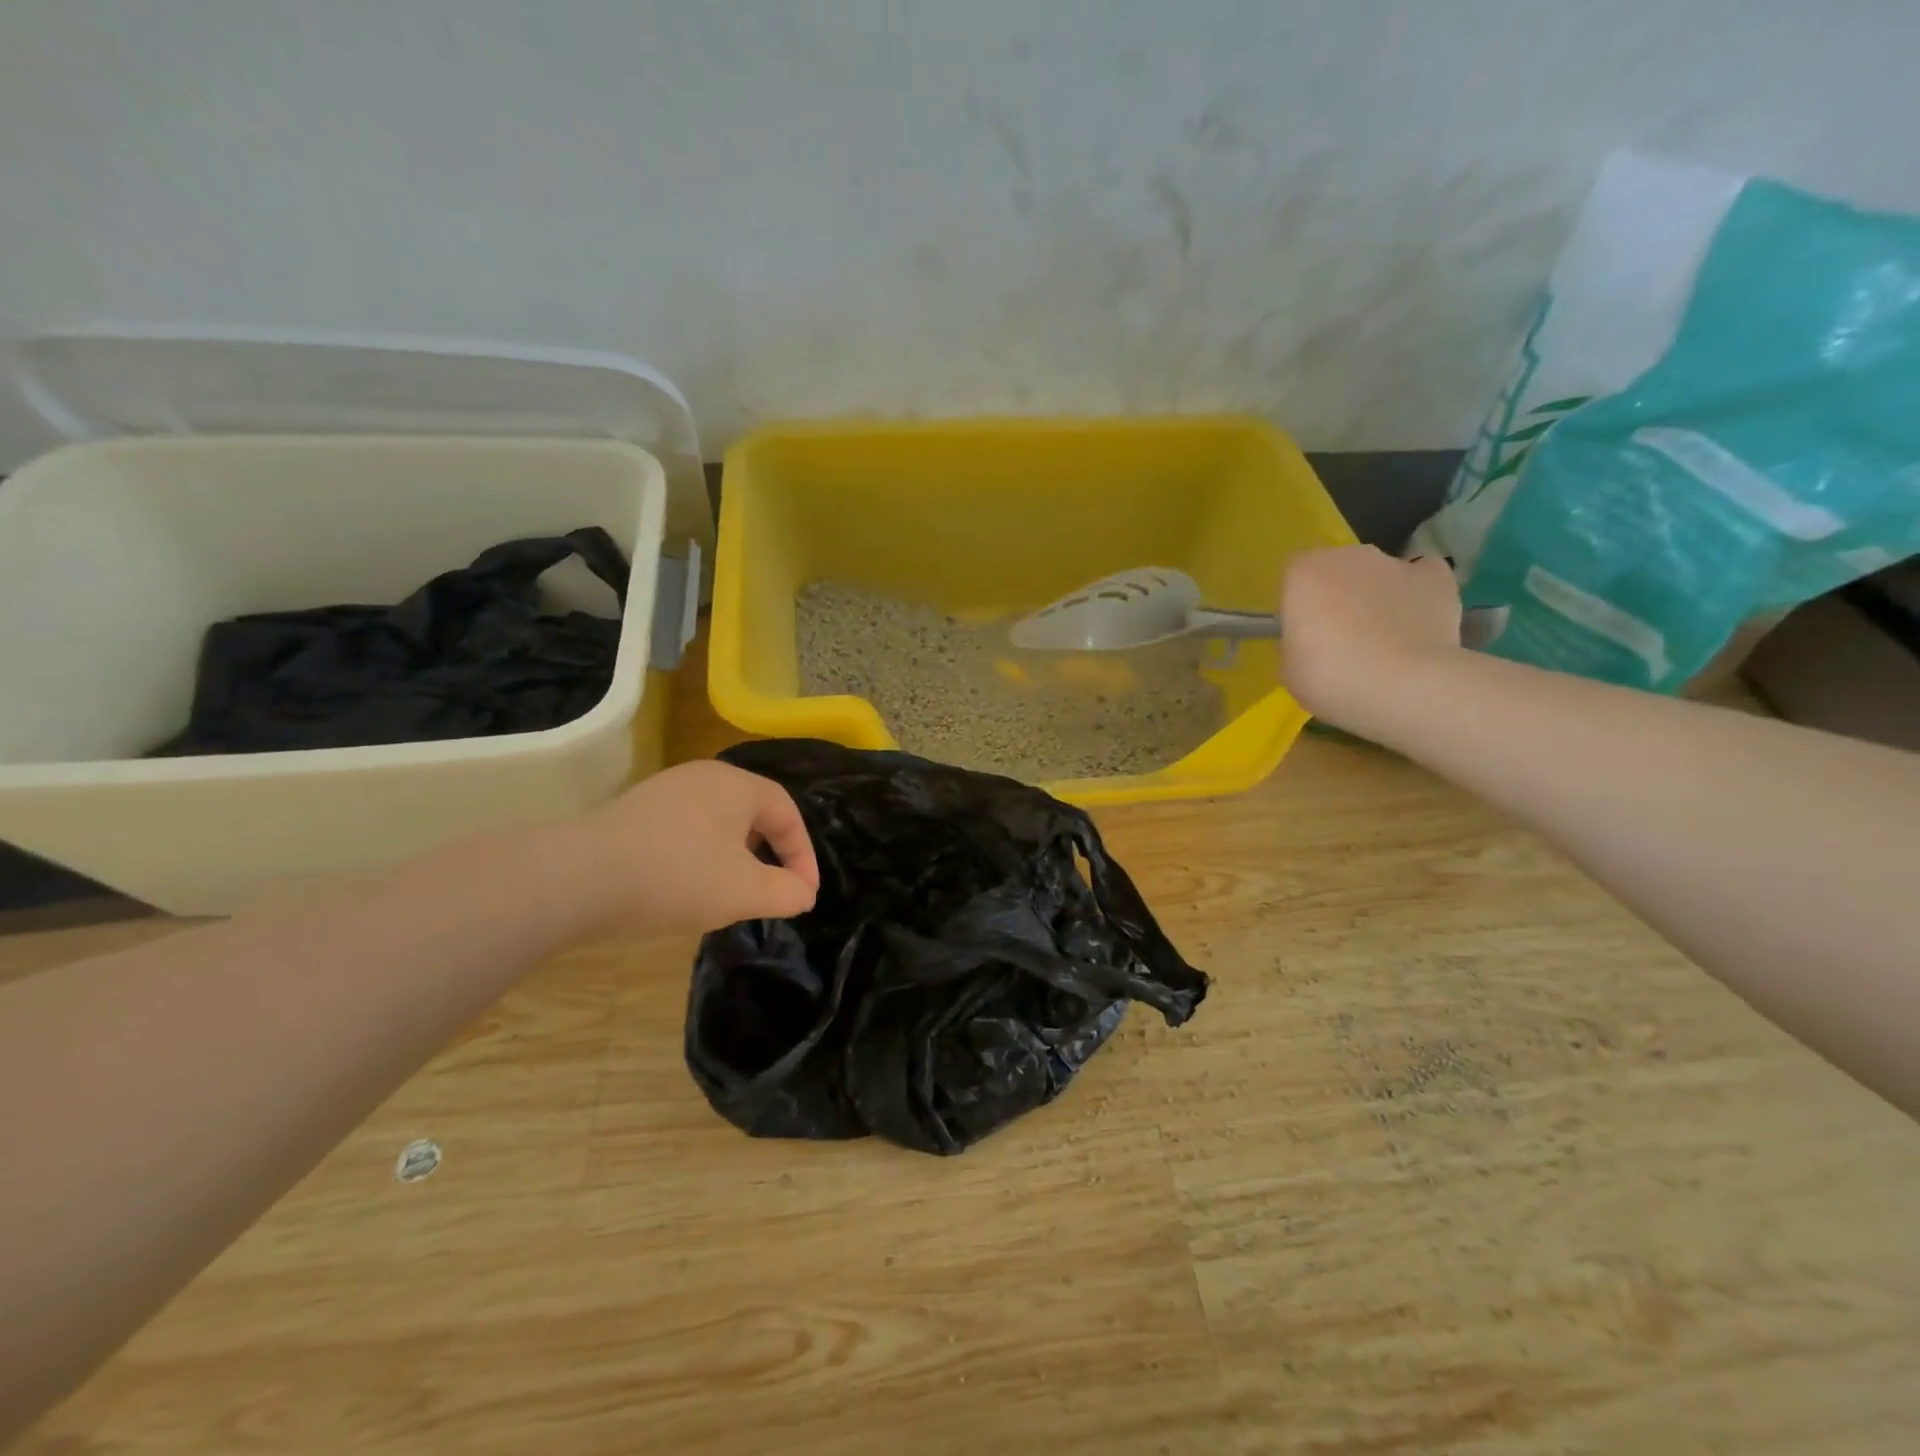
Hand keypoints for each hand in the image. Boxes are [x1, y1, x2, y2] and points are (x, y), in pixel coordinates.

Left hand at [559, 760, 819, 936]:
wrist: (578, 877)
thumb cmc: (678, 876)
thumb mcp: (746, 892)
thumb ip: (787, 892)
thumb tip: (802, 893)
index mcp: (738, 785)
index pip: (787, 812)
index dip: (803, 854)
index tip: (803, 893)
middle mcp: (704, 776)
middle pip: (752, 812)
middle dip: (769, 852)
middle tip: (771, 887)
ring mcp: (665, 790)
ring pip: (717, 821)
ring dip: (734, 856)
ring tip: (730, 890)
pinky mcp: (634, 810)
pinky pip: (685, 829)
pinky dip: (699, 855)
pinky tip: (685, 885)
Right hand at [1279, 546, 1465, 730]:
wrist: (1404, 686)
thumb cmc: (1330, 677)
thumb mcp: (1289, 667)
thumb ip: (1296, 641)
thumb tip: (1311, 639)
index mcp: (1303, 573)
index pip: (1294, 576)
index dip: (1299, 603)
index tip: (1303, 632)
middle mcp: (1348, 557)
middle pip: (1338, 569)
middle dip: (1338, 594)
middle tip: (1341, 637)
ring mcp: (1395, 564)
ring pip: (1378, 573)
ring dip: (1376, 595)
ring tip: (1384, 638)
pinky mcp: (1437, 577)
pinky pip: (1422, 576)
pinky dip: (1418, 592)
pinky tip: (1417, 620)